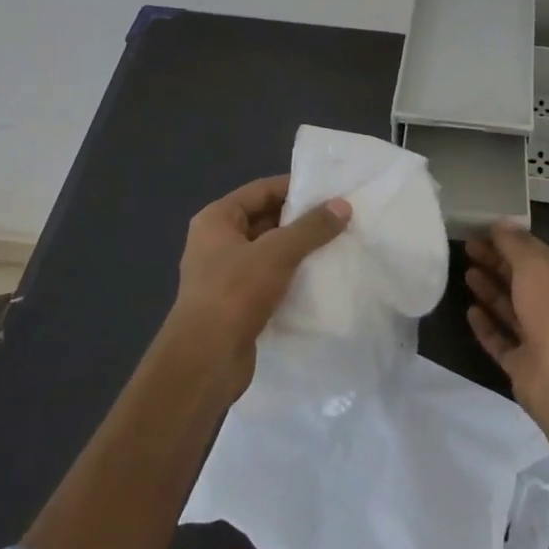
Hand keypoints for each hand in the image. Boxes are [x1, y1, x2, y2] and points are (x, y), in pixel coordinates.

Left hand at [166, 175, 350, 398]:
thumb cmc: (235, 293)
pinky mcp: (236, 304)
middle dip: (300, 220)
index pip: (261, 190)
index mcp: (216, 220)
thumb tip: (342, 205)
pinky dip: (292, 276)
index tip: (330, 191)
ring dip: (298, 250)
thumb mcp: (277, 252)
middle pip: (265, 220)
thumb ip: (311, 227)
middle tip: (339, 218)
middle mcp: (217, 242)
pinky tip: (320, 278)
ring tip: (337, 245)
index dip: (295, 187)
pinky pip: (269, 279)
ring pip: (269, 252)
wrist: (205, 361)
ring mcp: (225, 275)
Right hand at [465, 221, 548, 433]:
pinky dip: (486, 326)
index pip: (536, 255)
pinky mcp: (522, 364)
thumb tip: (500, 223)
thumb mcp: (533, 265)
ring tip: (466, 273)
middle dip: (496, 262)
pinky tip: (470, 312)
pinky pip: (501, 340)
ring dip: (490, 290)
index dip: (510, 241)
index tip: (482, 230)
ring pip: (510, 309)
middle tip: (468, 248)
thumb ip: (514, 244)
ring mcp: (538, 338)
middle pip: (521, 280)